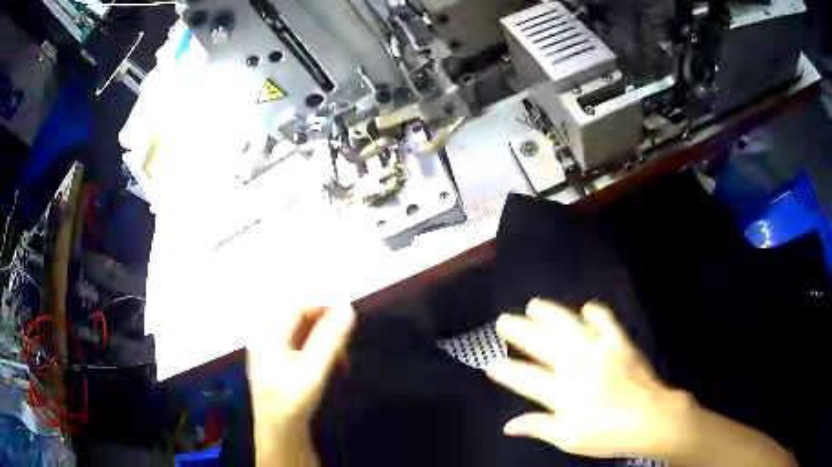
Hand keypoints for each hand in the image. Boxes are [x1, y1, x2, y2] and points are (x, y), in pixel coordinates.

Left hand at [247, 305, 354, 465]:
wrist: (279, 431)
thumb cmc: (293, 402)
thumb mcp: (313, 371)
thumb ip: (329, 339)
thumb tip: (347, 307)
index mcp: (269, 334)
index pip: (296, 304)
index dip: (323, 305)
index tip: (347, 317)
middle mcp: (267, 335)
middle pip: (299, 316)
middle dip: (326, 326)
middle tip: (345, 346)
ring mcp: (271, 348)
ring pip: (302, 330)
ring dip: (324, 339)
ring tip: (341, 359)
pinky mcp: (278, 360)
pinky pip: (300, 343)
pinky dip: (318, 349)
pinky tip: (330, 365)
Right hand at [485, 299, 690, 458]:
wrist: (653, 419)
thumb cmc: (610, 435)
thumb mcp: (571, 439)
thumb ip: (540, 427)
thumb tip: (508, 426)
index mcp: (566, 396)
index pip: (528, 380)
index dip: (508, 371)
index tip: (490, 363)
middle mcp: (580, 369)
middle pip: (545, 346)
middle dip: (521, 332)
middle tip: (503, 321)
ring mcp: (602, 352)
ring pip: (570, 328)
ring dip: (550, 314)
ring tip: (533, 305)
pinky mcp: (621, 343)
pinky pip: (606, 321)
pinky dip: (595, 312)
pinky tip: (585, 308)